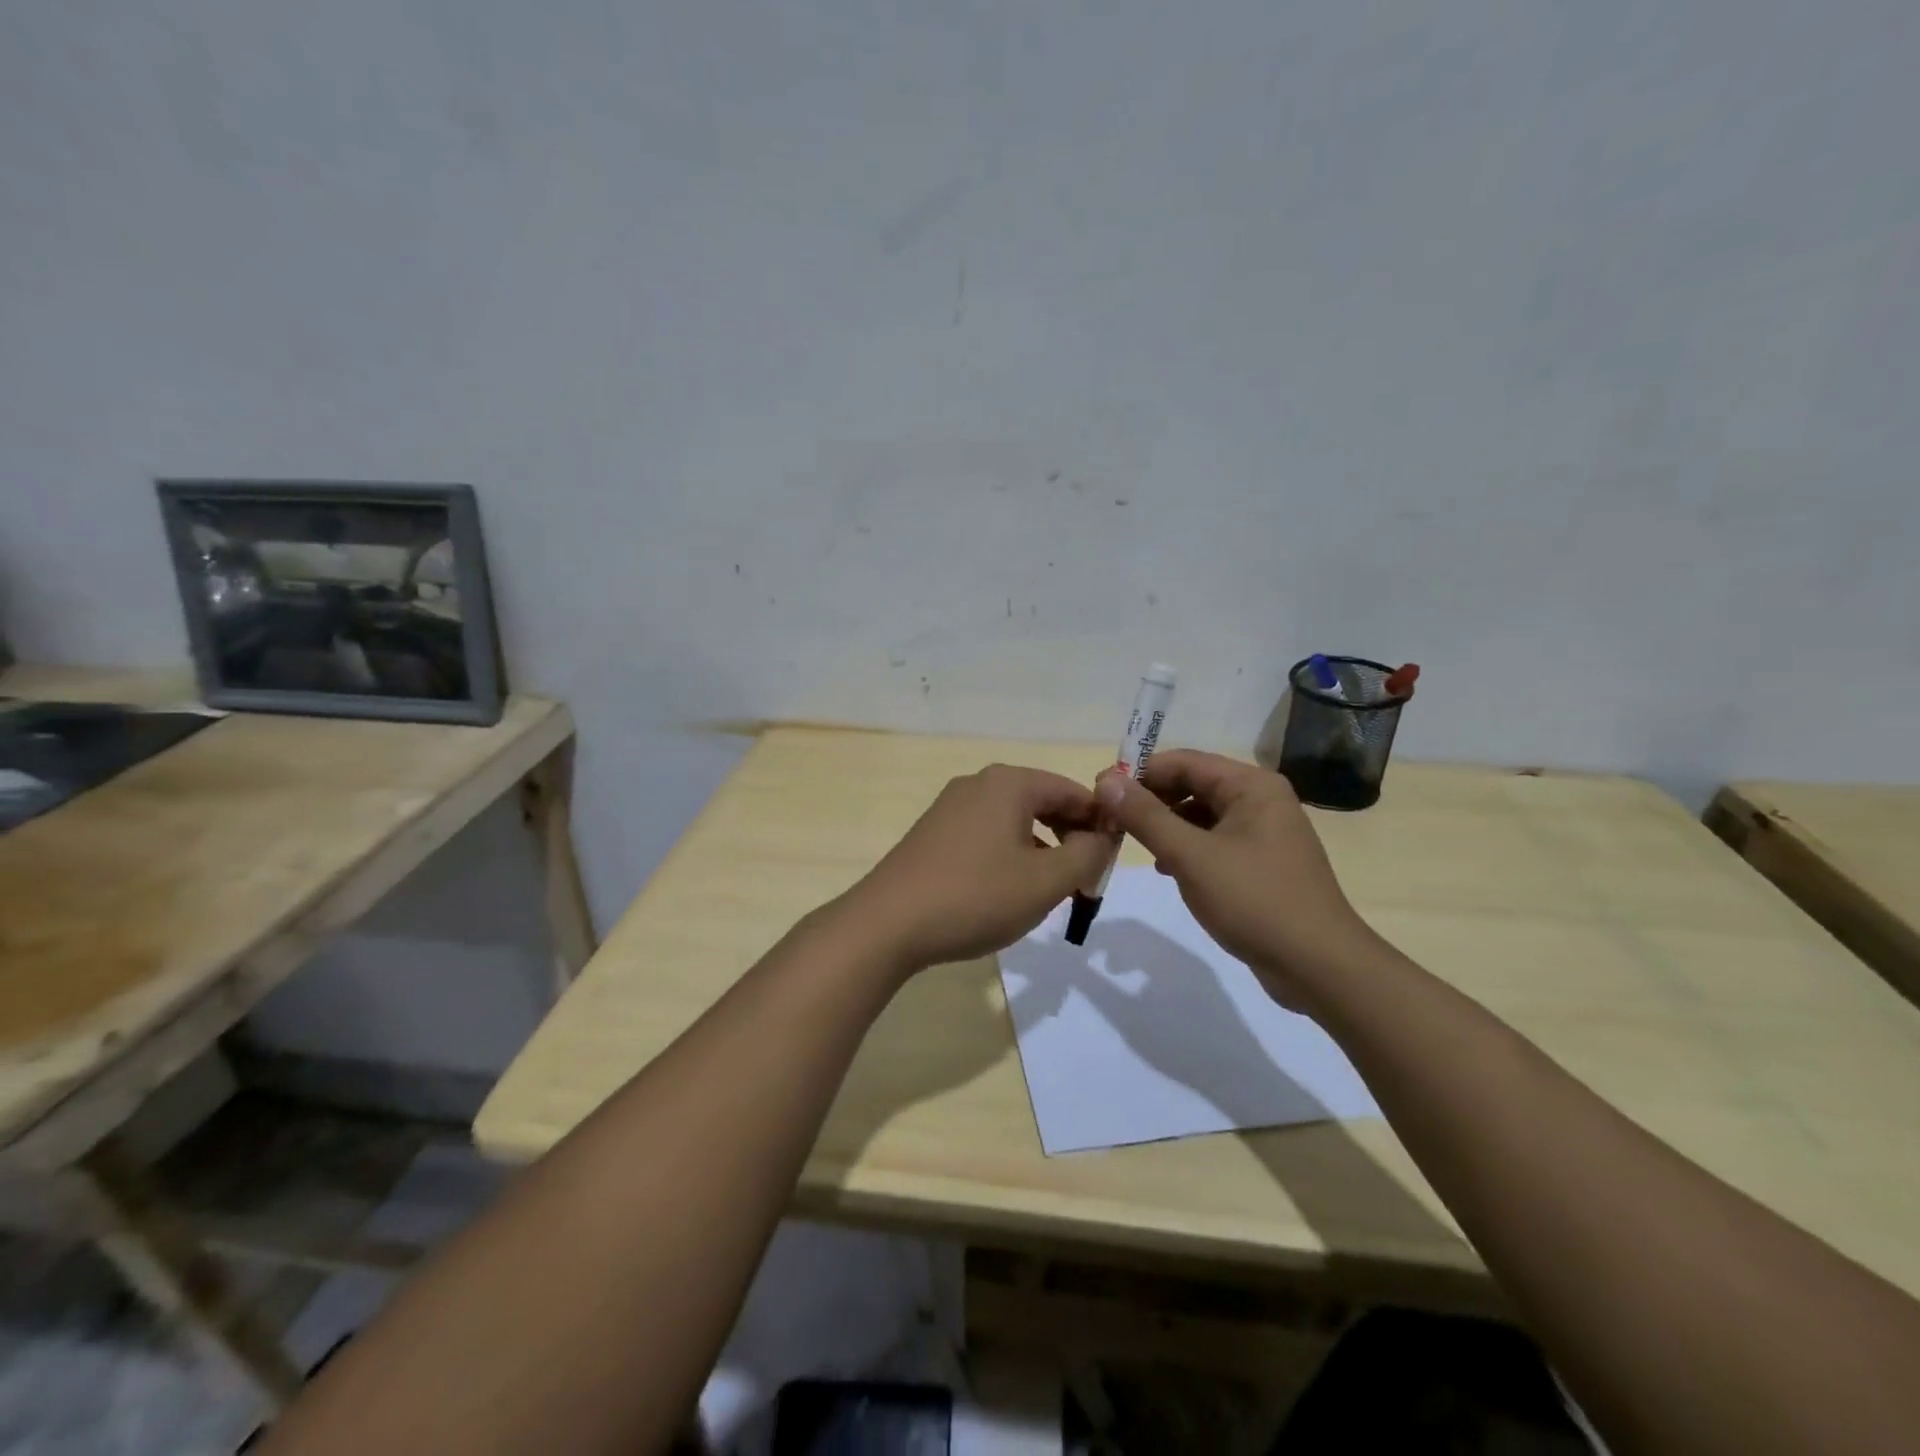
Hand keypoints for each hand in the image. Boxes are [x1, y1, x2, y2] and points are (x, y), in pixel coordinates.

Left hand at [837, 765, 1113, 973]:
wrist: (889, 923)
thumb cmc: (976, 896)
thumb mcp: (1046, 881)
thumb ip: (1087, 855)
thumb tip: (1102, 838)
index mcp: (1009, 783)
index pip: (1072, 791)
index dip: (1101, 822)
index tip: (1114, 859)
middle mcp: (979, 784)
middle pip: (1042, 802)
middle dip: (1071, 836)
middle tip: (1087, 877)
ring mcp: (951, 807)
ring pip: (1015, 821)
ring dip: (1042, 848)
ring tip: (1053, 888)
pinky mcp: (934, 833)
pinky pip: (987, 834)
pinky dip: (1011, 854)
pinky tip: (1010, 890)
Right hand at [1095, 749, 1380, 1005]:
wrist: (1319, 966)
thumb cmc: (1254, 901)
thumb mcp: (1191, 856)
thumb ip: (1146, 816)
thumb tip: (1106, 781)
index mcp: (1251, 786)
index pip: (1183, 762)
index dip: (1138, 773)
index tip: (1100, 791)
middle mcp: (1261, 800)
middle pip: (1193, 785)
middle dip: (1150, 799)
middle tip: (1110, 819)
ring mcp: (1265, 832)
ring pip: (1202, 815)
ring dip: (1166, 824)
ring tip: (1133, 843)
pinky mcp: (1262, 863)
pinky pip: (1214, 841)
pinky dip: (1187, 847)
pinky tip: (1167, 868)